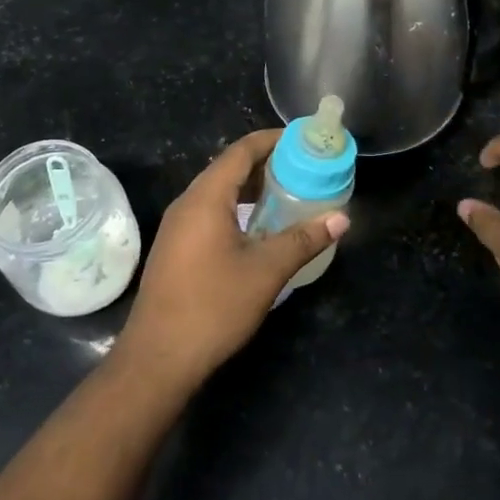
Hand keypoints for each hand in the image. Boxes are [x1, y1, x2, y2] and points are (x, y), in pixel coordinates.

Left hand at [118, 129, 348, 392]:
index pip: (241, 151)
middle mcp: (187, 204)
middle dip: (267, 164)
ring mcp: (178, 227)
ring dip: (253, 189)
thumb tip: (342, 218)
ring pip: (219, 193)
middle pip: (229, 169)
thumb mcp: (266, 271)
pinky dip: (239, 209)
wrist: (157, 359)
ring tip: (290, 195)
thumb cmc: (213, 307)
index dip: (273, 140)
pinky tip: (261, 229)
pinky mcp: (176, 249)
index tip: (304, 140)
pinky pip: (211, 213)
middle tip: (305, 169)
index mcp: (206, 198)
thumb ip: (304, 239)